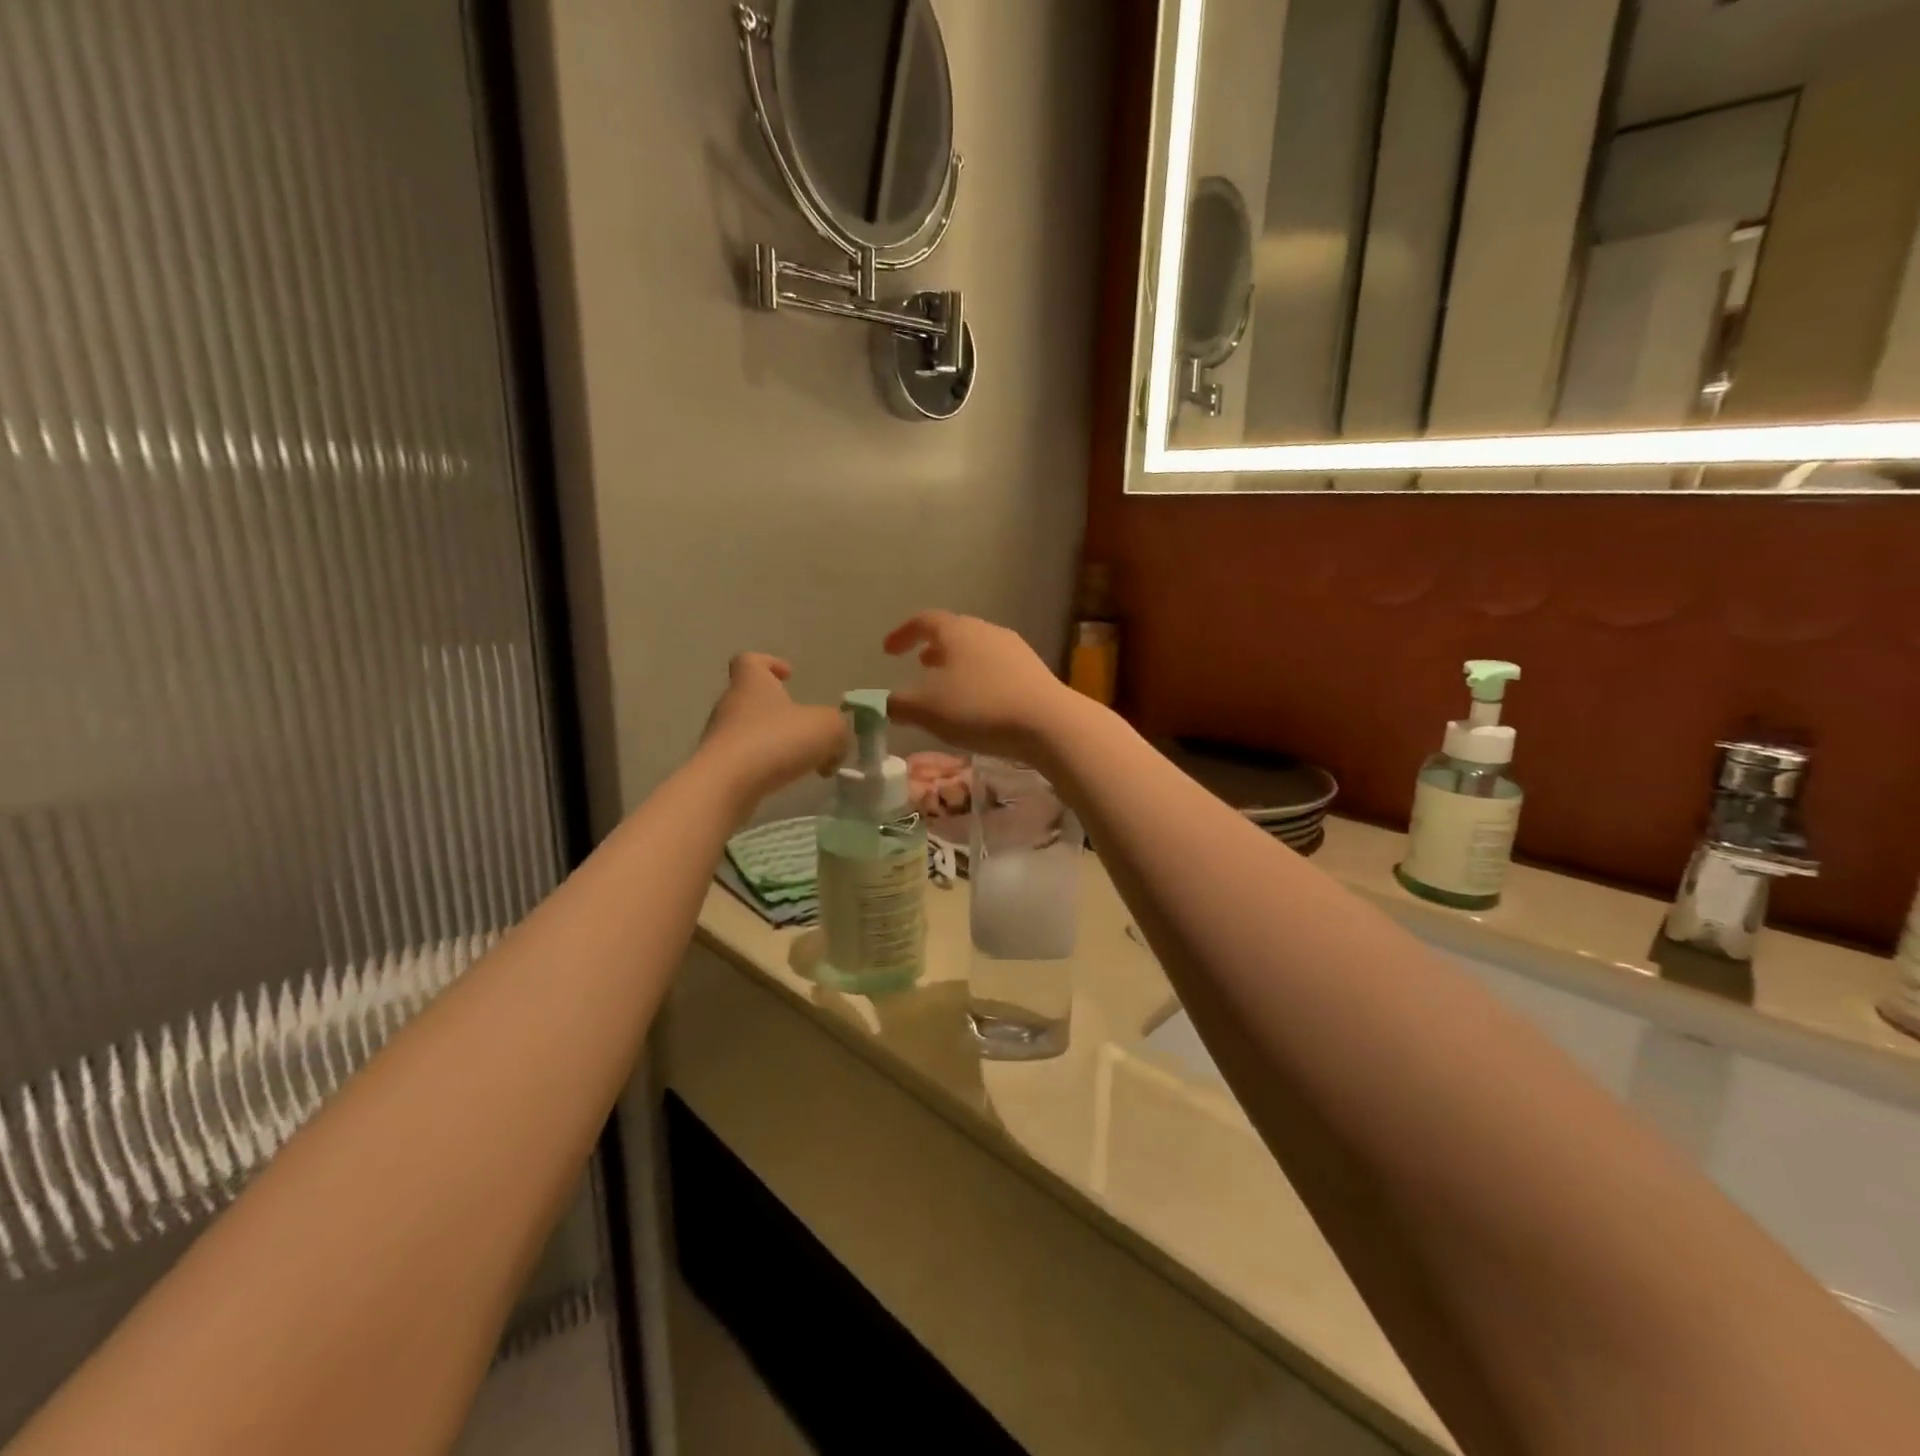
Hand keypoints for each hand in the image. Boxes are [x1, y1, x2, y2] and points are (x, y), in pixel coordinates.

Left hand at [700, 654, 847, 803]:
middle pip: (753, 698)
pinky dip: (764, 766)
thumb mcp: (827, 728)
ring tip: (801, 760)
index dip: (769, 663)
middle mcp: (730, 705)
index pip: (750, 660)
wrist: (725, 785)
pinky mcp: (716, 768)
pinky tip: (783, 780)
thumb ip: (838, 730)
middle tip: (807, 729)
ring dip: (774, 741)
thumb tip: (834, 748)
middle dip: (780, 711)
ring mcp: (720, 737)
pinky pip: (744, 760)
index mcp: (752, 683)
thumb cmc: (775, 740)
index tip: (788, 675)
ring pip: (749, 731)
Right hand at [883, 611, 1083, 761]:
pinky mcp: (1033, 670)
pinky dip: (979, 676)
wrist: (1047, 722)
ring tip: (947, 683)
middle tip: (919, 663)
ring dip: (957, 662)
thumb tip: (883, 703)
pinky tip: (979, 700)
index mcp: (956, 631)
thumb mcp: (927, 710)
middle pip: (954, 631)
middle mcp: (985, 630)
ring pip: (977, 649)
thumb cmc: (979, 708)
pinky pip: (996, 667)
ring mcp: (1014, 648)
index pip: (923, 620)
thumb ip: (898, 704)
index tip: (888, 651)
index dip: (902, 634)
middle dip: (933, 647)